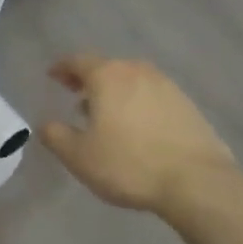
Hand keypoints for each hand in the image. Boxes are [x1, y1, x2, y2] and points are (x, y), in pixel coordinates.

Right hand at [41, 55, 237, 213]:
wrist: (197, 182)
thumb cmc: (129, 164)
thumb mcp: (79, 157)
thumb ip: (56, 136)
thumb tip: (46, 124)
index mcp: (108, 76)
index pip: (78, 61)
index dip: (62, 68)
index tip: (52, 76)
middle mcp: (137, 71)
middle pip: (107, 68)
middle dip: (89, 80)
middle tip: (77, 96)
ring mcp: (167, 86)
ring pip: (132, 81)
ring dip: (116, 92)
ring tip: (107, 116)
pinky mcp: (187, 105)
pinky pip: (153, 96)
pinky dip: (139, 104)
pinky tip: (138, 128)